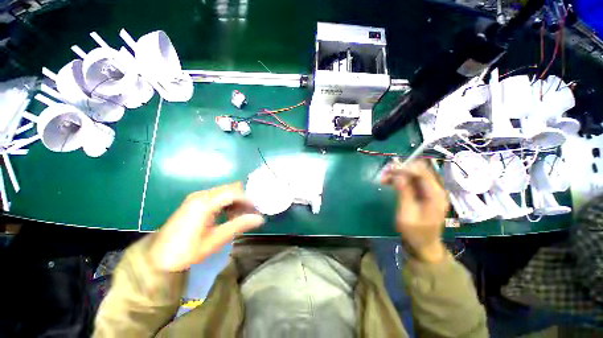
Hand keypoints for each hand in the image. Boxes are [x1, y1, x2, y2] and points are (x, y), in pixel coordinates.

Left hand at [149, 182, 264, 271]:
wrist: (157, 258)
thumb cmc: (185, 251)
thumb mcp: (215, 240)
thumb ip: (238, 225)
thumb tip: (260, 218)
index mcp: (205, 203)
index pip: (235, 192)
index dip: (249, 200)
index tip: (257, 211)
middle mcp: (202, 194)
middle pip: (231, 188)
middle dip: (244, 199)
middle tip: (249, 214)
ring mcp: (197, 196)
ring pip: (226, 191)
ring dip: (236, 200)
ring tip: (240, 216)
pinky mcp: (195, 201)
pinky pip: (218, 195)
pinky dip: (227, 202)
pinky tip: (228, 215)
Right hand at [381, 160, 449, 262]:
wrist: (424, 245)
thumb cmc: (415, 232)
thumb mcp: (407, 214)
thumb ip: (404, 193)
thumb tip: (398, 175)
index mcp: (435, 195)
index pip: (422, 172)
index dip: (405, 168)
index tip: (388, 171)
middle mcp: (436, 189)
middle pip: (419, 170)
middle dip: (400, 170)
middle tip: (384, 175)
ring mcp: (430, 191)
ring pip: (414, 174)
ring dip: (399, 174)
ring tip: (384, 179)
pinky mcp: (424, 193)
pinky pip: (412, 181)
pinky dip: (401, 179)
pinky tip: (391, 182)